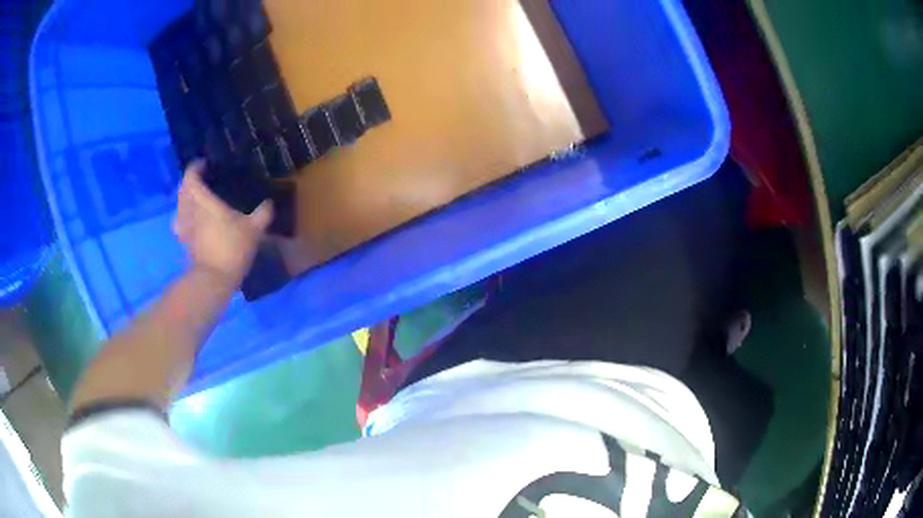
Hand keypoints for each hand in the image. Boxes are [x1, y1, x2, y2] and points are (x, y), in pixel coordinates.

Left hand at [173, 161, 272, 285]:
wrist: (214, 280)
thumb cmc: (232, 248)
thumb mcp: (254, 230)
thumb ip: (262, 213)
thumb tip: (269, 203)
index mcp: (204, 201)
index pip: (191, 176)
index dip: (196, 167)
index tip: (205, 164)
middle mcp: (190, 210)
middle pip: (183, 189)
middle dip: (190, 182)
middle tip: (203, 180)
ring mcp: (185, 227)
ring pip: (180, 205)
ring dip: (186, 198)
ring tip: (197, 198)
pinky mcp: (185, 242)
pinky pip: (180, 222)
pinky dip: (184, 216)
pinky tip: (192, 221)